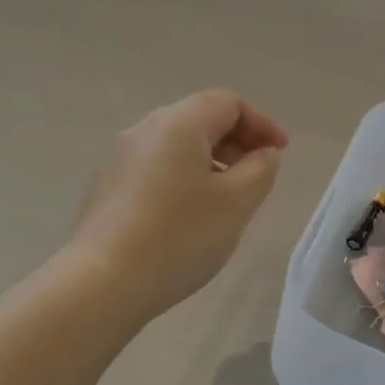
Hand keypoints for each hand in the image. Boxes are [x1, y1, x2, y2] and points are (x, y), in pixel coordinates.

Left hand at [67, 89, 287, 319]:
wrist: (104, 282)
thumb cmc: (180, 237)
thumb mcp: (236, 203)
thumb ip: (260, 170)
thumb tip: (263, 153)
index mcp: (178, 124)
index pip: (227, 103)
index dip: (261, 123)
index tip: (280, 154)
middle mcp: (143, 130)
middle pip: (198, 119)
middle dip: (235, 141)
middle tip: (257, 175)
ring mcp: (118, 159)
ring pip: (175, 146)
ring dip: (208, 162)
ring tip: (226, 199)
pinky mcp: (106, 188)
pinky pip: (154, 169)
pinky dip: (181, 178)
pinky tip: (188, 216)